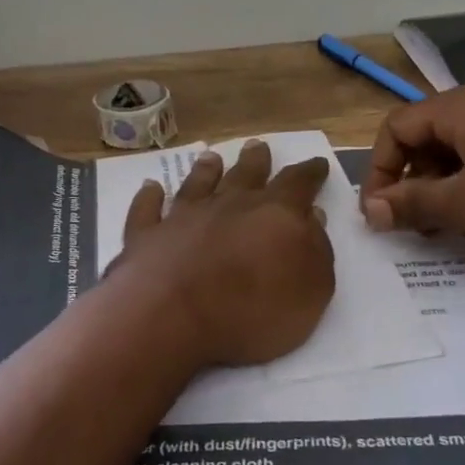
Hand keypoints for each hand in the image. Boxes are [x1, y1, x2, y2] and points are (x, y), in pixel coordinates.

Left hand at [114, 139, 335, 366]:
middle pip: (246, 175)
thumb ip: (316, 250)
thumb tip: (312, 217)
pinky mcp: (147, 235)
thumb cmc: (253, 311)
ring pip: (198, 184)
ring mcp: (184, 217)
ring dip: (206, 170)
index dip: (310, 173)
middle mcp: (229, 204)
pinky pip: (147, 209)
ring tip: (211, 157)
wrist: (173, 318)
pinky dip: (149, 197)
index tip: (316, 163)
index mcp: (275, 214)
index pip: (298, 184)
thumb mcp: (311, 291)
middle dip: (256, 160)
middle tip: (258, 146)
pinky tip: (150, 188)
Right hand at [360, 83, 464, 255]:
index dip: (378, 170)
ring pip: (464, 144)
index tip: (381, 214)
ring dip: (447, 183)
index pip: (395, 127)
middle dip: (413, 180)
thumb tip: (371, 209)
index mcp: (461, 106)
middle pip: (428, 134)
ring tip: (456, 223)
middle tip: (419, 224)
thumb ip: (415, 203)